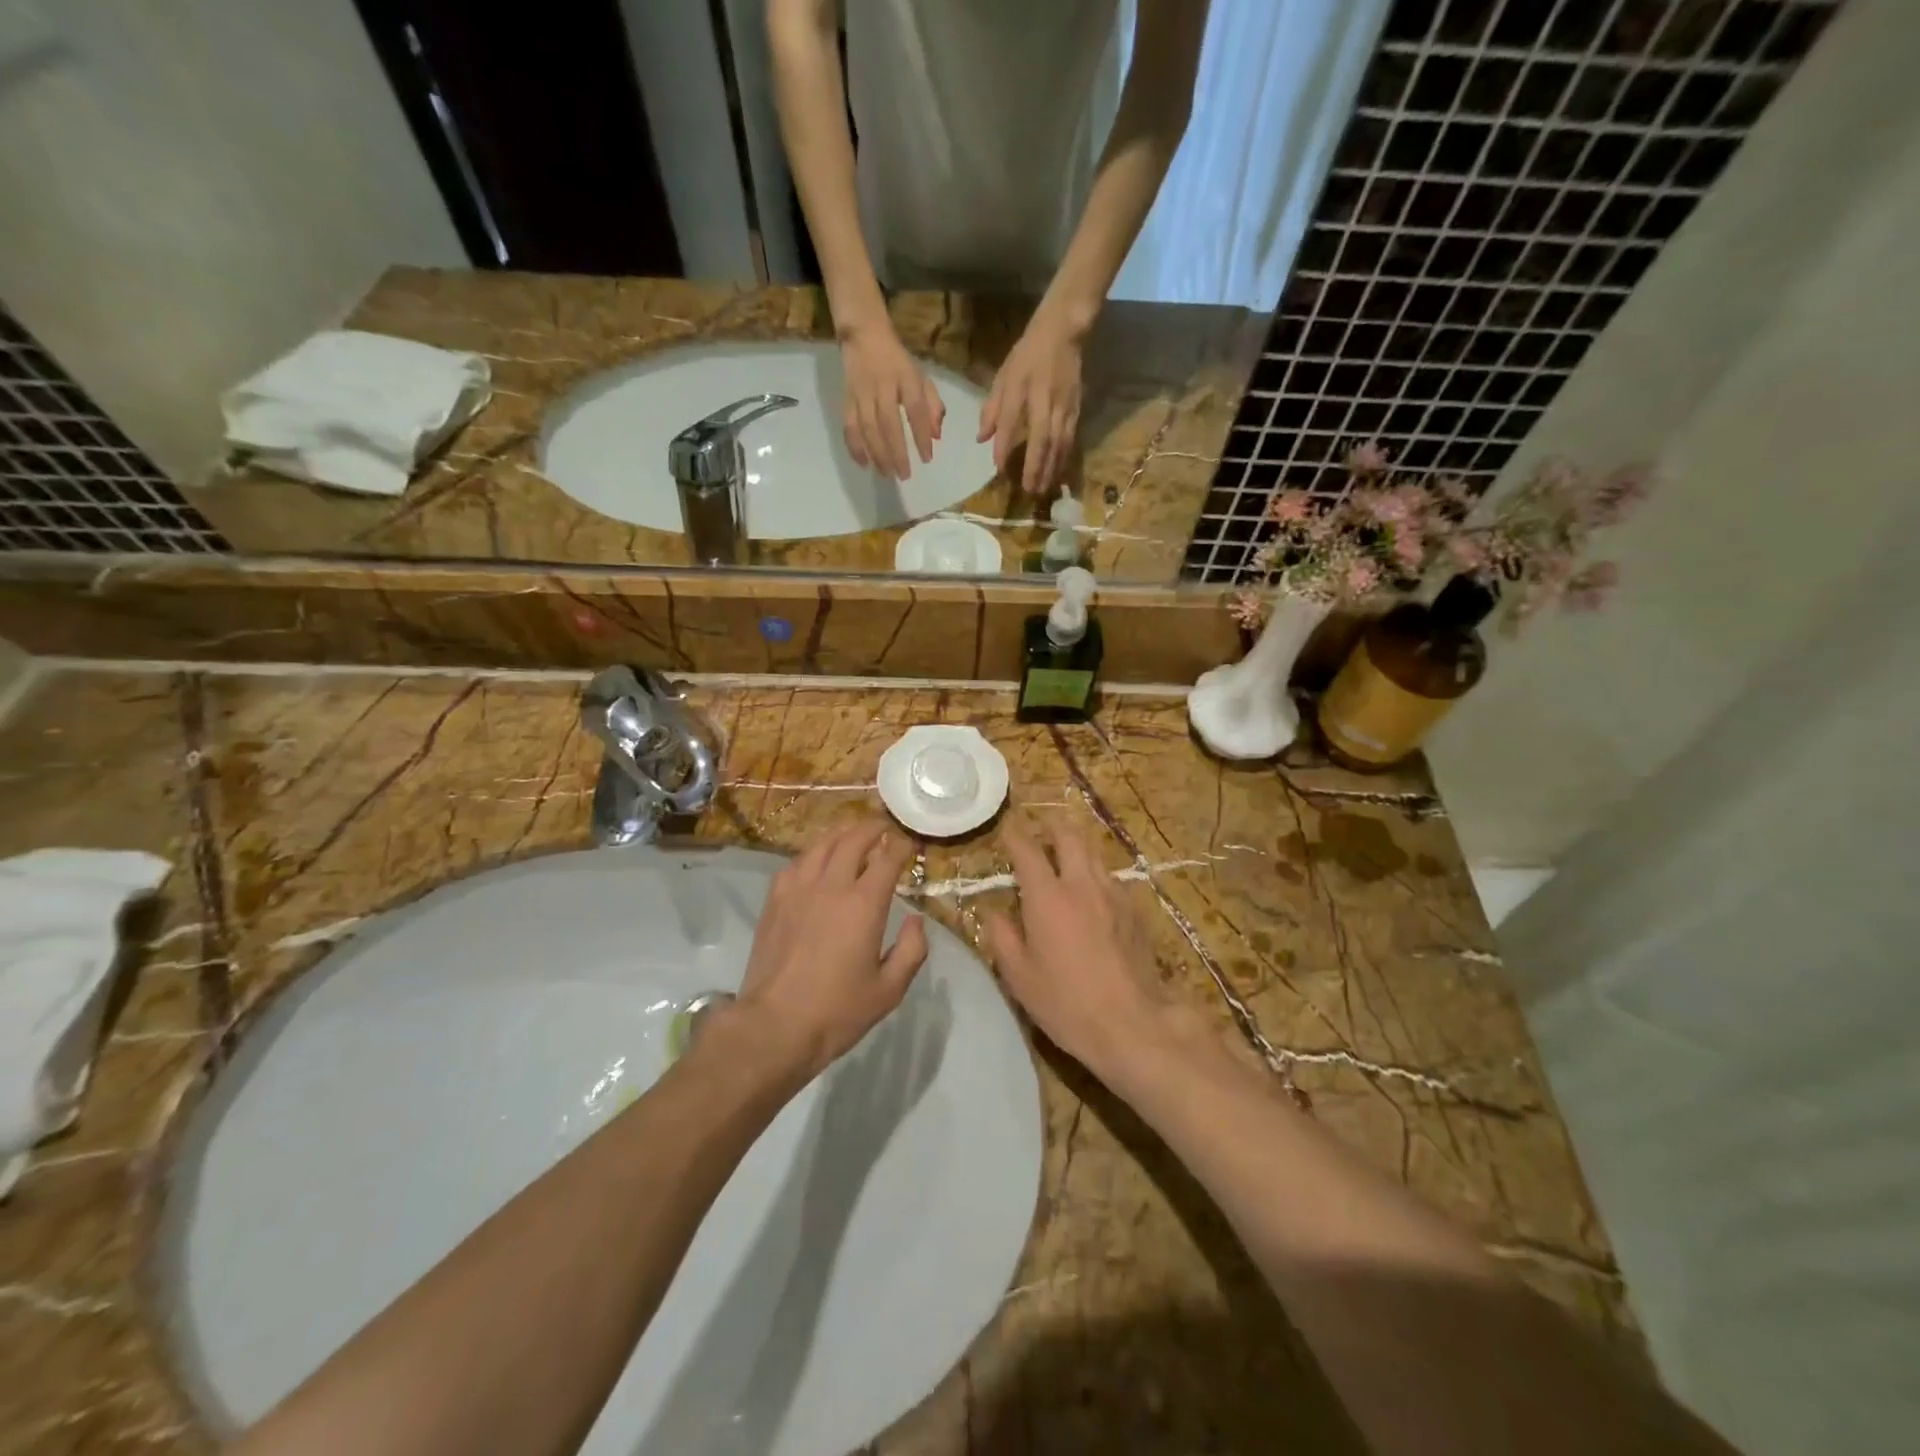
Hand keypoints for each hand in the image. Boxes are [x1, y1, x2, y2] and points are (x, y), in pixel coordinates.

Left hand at [726, 819, 926, 1080]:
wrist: (775, 1025)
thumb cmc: (837, 1011)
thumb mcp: (889, 990)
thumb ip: (911, 950)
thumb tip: (916, 920)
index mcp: (863, 904)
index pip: (887, 858)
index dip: (902, 845)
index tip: (910, 844)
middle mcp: (831, 886)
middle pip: (853, 840)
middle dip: (873, 829)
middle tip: (885, 829)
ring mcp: (798, 889)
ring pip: (822, 845)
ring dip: (842, 835)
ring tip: (853, 836)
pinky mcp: (775, 900)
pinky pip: (796, 863)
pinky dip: (814, 854)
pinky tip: (817, 862)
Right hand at [839, 322, 944, 479]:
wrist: (863, 335)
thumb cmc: (898, 362)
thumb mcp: (920, 377)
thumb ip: (932, 405)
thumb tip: (935, 436)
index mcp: (905, 377)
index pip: (915, 409)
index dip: (921, 435)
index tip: (927, 458)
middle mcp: (883, 385)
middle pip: (889, 423)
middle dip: (897, 452)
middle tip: (904, 475)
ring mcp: (862, 393)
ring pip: (868, 428)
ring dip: (877, 454)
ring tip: (887, 473)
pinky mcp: (846, 398)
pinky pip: (849, 426)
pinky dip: (855, 446)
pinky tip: (864, 463)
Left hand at [979, 313, 1083, 494]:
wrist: (1063, 332)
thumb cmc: (1028, 355)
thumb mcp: (1004, 376)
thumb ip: (992, 408)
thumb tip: (981, 439)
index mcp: (1022, 387)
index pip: (1011, 421)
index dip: (1004, 446)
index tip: (999, 468)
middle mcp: (1045, 399)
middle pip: (1042, 438)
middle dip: (1035, 466)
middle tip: (1028, 490)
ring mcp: (1064, 405)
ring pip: (1059, 442)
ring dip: (1051, 468)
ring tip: (1043, 489)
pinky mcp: (1077, 409)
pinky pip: (1070, 439)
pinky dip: (1064, 459)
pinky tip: (1058, 473)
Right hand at [984, 823, 1188, 1077]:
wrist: (1131, 1023)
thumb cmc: (1066, 1002)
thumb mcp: (1019, 976)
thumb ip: (1002, 937)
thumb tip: (994, 912)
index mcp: (1047, 897)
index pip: (1027, 850)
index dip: (1015, 836)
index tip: (1007, 830)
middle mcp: (1081, 884)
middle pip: (1069, 837)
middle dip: (1052, 826)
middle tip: (1041, 828)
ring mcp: (1113, 894)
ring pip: (1094, 853)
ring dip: (1077, 847)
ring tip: (1067, 854)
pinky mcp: (1134, 910)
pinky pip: (1112, 878)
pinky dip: (1096, 874)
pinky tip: (1093, 891)